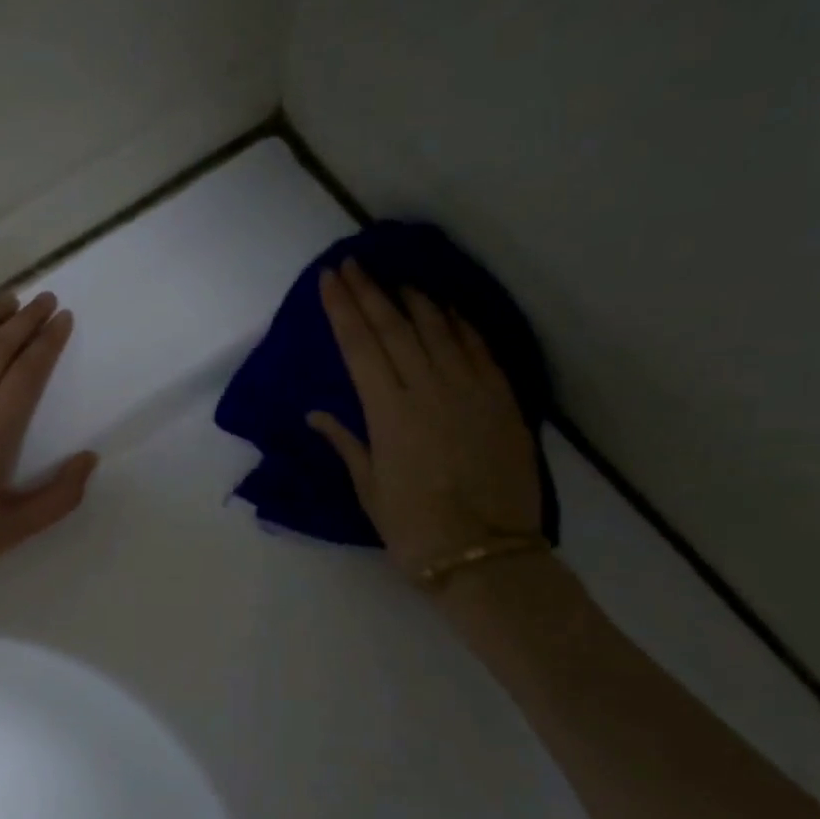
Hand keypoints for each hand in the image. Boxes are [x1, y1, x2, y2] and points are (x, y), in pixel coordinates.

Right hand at [308, 261, 540, 585]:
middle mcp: (427, 389)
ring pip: (437, 329)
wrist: (486, 554)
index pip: (360, 347)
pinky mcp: (501, 399)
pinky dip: (459, 323)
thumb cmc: (415, 528)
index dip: (343, 310)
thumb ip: (347, 443)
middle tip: (353, 264)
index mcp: (389, 413)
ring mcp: (469, 390)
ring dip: (413, 300)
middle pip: (394, 328)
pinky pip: (477, 348)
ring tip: (396, 279)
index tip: (329, 279)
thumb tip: (317, 414)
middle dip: (370, 292)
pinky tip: (446, 309)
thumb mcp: (369, 490)